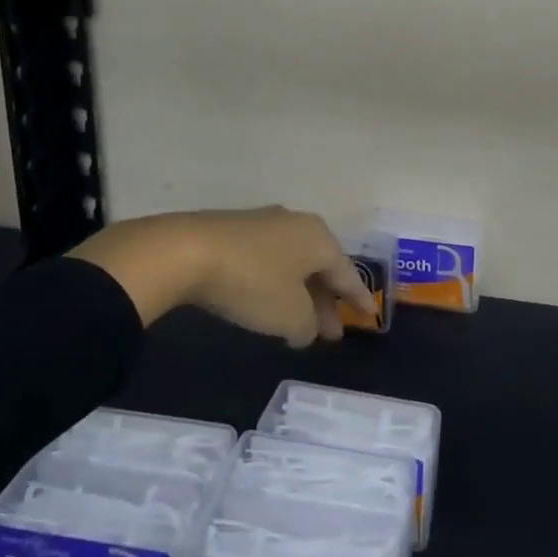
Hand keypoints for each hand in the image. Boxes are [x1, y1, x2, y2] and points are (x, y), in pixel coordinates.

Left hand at [75, 207, 374, 344]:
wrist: (187, 251)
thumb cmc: (252, 282)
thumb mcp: (289, 315)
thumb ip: (307, 325)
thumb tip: (306, 326)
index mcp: (319, 239)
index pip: (347, 273)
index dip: (359, 298)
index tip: (370, 315)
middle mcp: (297, 224)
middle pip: (320, 267)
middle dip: (326, 301)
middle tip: (330, 333)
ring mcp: (264, 223)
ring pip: (293, 263)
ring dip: (300, 294)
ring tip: (298, 325)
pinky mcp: (235, 230)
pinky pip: (268, 260)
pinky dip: (275, 284)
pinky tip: (266, 304)